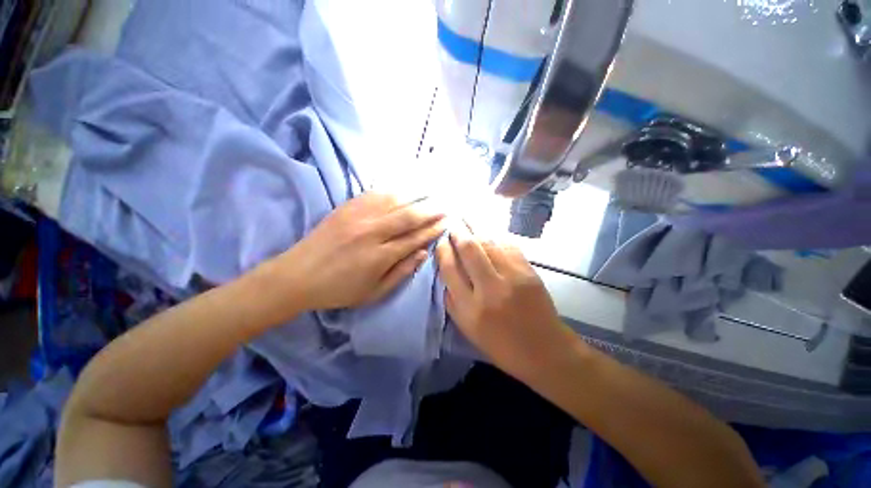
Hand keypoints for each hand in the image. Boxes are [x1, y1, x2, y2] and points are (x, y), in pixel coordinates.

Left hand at [263, 193, 444, 314]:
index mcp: (380, 256)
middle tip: (446, 205)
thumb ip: (401, 272)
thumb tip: (423, 253)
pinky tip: (404, 188)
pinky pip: (375, 193)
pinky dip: (393, 190)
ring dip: (417, 195)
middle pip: (409, 216)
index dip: (433, 229)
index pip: (415, 238)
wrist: (297, 276)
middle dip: (431, 210)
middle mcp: (372, 232)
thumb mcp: (374, 292)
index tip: (447, 222)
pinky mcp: (346, 207)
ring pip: (395, 200)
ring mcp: (358, 216)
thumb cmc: (338, 289)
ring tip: (432, 192)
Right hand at [436, 224, 574, 377]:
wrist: (545, 351)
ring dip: (476, 227)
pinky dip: (496, 235)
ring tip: (466, 218)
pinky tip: (489, 230)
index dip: (443, 251)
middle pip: (469, 250)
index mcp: (470, 308)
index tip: (441, 242)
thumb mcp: (468, 330)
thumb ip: (452, 301)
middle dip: (458, 232)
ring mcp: (512, 278)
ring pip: (489, 242)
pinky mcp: (529, 272)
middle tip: (452, 223)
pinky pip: (508, 245)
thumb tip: (445, 272)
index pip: (450, 269)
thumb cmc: (502, 345)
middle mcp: (490, 289)